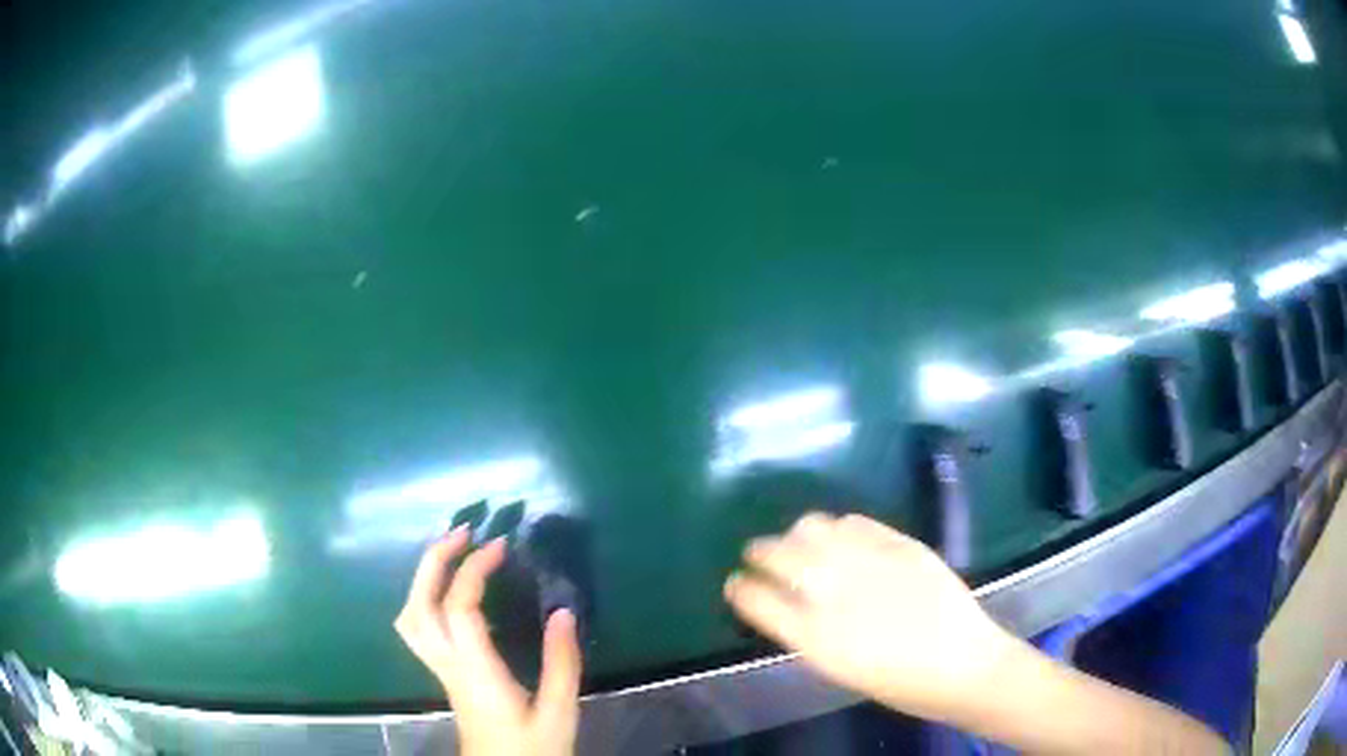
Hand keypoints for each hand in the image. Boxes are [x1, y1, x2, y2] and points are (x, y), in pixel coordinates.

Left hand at [394, 527, 580, 755]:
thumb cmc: (531, 749)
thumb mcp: (558, 712)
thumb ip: (561, 664)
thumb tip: (563, 612)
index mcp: (476, 672)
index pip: (459, 608)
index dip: (473, 570)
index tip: (501, 546)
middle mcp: (447, 665)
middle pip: (419, 605)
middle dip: (435, 561)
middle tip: (463, 531)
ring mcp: (440, 670)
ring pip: (410, 617)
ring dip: (424, 578)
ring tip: (452, 554)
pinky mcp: (443, 675)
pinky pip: (418, 628)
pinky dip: (426, 597)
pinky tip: (453, 594)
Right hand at [724, 512, 1013, 720]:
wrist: (961, 664)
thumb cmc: (896, 681)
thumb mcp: (837, 667)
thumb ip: (803, 631)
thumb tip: (783, 600)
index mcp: (814, 636)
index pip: (757, 599)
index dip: (740, 588)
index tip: (735, 583)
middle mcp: (835, 592)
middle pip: (778, 554)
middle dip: (759, 551)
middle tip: (758, 554)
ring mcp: (868, 561)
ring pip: (812, 527)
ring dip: (796, 534)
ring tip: (800, 543)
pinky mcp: (899, 543)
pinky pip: (854, 521)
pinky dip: (838, 527)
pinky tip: (842, 538)